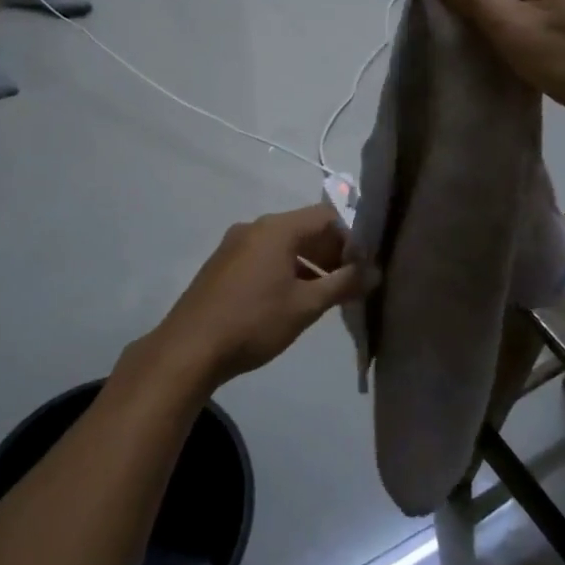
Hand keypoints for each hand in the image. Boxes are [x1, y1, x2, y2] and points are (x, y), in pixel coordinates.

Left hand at [150, 206, 366, 386]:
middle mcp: (255, 227)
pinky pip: (264, 257)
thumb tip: (374, 272)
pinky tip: (294, 300)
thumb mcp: (306, 305)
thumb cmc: (254, 322)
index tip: (365, 265)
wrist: (189, 349)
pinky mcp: (223, 264)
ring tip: (327, 296)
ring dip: (310, 264)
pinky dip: (286, 270)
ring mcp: (235, 244)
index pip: (327, 216)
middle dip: (332, 252)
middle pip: (305, 228)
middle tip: (351, 283)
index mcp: (277, 228)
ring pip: (284, 245)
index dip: (352, 237)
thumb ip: (343, 284)